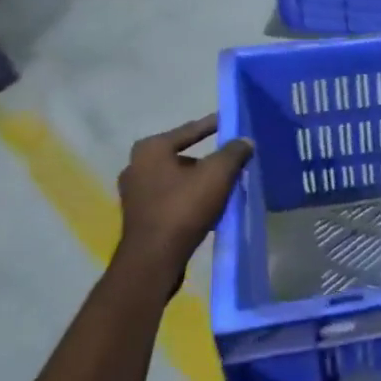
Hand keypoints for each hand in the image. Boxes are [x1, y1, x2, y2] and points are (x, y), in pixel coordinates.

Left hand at [112, 115, 253, 291]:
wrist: (153, 260)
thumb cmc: (183, 208)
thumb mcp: (216, 175)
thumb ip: (233, 153)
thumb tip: (245, 141)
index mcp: (151, 148)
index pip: (190, 130)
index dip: (213, 125)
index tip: (231, 121)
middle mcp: (136, 165)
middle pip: (182, 156)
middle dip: (208, 159)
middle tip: (232, 161)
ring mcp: (135, 193)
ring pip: (176, 179)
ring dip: (199, 181)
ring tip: (224, 187)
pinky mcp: (139, 216)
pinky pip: (171, 198)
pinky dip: (189, 198)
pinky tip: (208, 208)